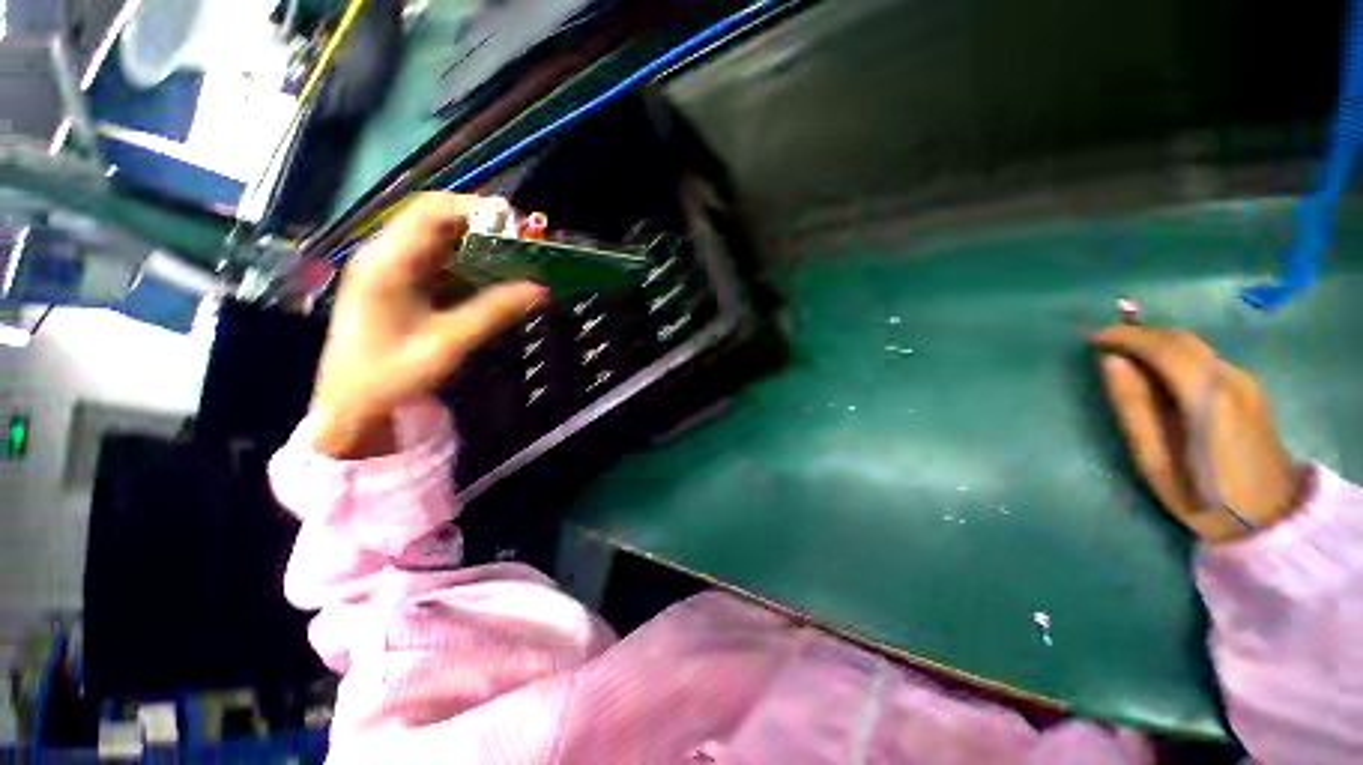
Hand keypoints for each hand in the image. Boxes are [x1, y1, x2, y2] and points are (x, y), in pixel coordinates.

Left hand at [310, 193, 545, 457]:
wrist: (349, 406)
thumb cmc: (389, 377)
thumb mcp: (447, 344)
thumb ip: (493, 312)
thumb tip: (540, 289)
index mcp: (387, 263)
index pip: (431, 212)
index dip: (476, 209)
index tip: (519, 225)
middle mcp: (387, 256)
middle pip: (437, 220)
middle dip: (484, 226)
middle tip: (526, 243)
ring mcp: (393, 270)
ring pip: (441, 241)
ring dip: (480, 245)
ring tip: (519, 258)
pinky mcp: (401, 286)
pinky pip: (441, 263)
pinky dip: (471, 265)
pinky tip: (496, 279)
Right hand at [1091, 325, 1307, 542]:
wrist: (1270, 517)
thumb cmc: (1203, 496)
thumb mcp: (1154, 460)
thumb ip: (1132, 407)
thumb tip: (1109, 362)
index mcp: (1207, 399)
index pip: (1164, 348)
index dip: (1126, 336)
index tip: (1091, 338)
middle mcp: (1231, 380)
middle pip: (1181, 340)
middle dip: (1139, 335)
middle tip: (1103, 344)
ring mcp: (1245, 382)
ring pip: (1194, 346)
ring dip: (1156, 344)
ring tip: (1124, 358)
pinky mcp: (1248, 387)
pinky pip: (1204, 358)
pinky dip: (1174, 355)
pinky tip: (1158, 374)